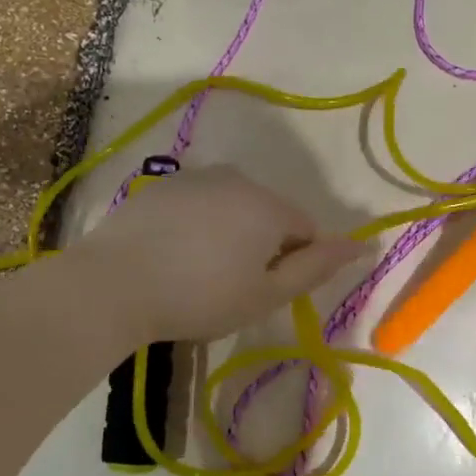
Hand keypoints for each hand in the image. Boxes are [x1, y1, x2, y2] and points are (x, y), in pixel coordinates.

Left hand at [69, 166, 367, 343]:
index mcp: (268, 206)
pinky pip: (197, 203)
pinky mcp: (160, 186)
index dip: (298, 261)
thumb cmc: (200, 297)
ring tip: (201, 271)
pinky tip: (174, 254)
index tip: (270, 290)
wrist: (113, 284)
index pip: (306, 228)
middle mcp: (237, 179)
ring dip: (231, 232)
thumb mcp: (266, 294)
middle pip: (269, 213)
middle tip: (235, 286)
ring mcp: (195, 178)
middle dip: (264, 244)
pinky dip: (197, 225)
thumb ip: (317, 267)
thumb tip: (362, 245)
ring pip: (232, 205)